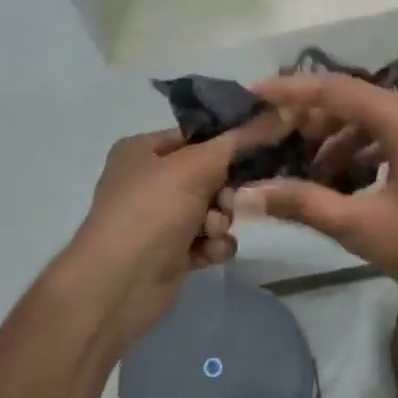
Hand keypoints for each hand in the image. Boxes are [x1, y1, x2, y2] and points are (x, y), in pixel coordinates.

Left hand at [60, 115, 284, 352]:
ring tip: (212, 233)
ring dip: (221, 220)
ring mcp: (160, 219)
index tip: (263, 148)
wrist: (119, 285)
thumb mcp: (194, 167)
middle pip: (210, 174)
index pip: (197, 136)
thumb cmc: (151, 213)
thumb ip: (238, 142)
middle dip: (225, 191)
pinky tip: (207, 254)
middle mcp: (149, 181)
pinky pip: (208, 240)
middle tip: (228, 202)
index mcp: (143, 150)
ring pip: (213, 210)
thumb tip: (278, 112)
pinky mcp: (172, 253)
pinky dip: (213, 246)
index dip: (229, 143)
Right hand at [234, 74, 397, 320]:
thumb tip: (248, 196)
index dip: (290, 91)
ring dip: (341, 140)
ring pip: (378, 120)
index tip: (253, 93)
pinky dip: (367, 152)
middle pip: (357, 101)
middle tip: (277, 140)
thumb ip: (305, 204)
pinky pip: (397, 137)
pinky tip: (350, 182)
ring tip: (311, 172)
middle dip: (314, 119)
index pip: (336, 89)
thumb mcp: (364, 228)